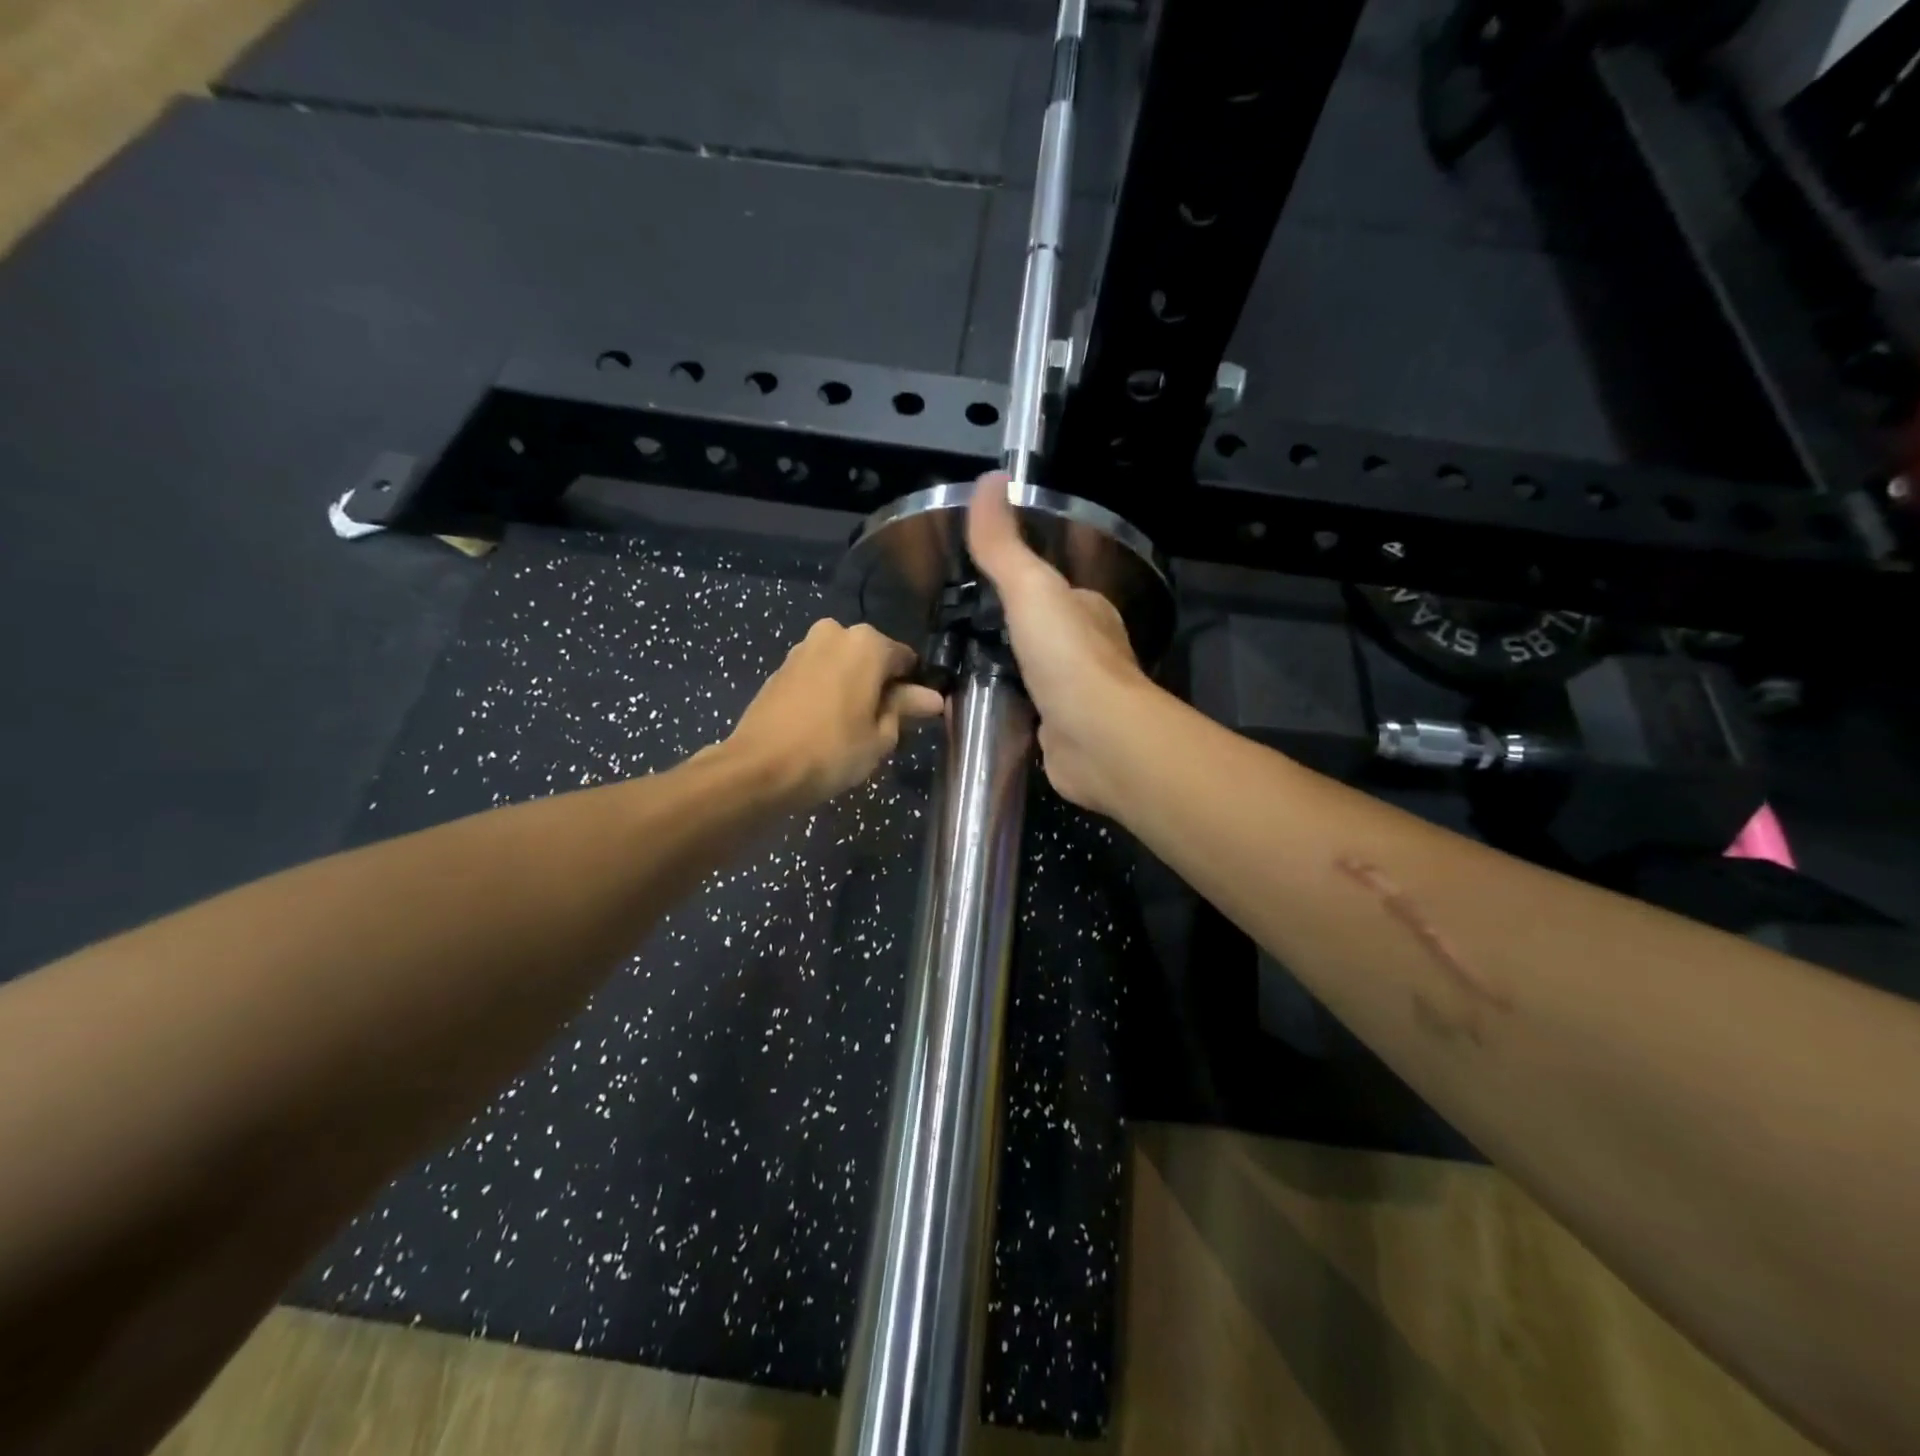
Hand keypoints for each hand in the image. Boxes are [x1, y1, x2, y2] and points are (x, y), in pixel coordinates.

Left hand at [724, 619, 943, 806]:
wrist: (759, 768)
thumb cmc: (832, 751)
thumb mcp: (881, 736)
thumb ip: (906, 708)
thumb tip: (933, 697)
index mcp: (867, 644)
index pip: (906, 660)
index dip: (913, 688)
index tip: (913, 716)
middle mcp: (835, 633)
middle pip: (872, 659)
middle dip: (880, 685)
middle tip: (881, 726)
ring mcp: (803, 648)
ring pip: (843, 665)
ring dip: (853, 687)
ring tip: (852, 728)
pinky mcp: (781, 668)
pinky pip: (818, 675)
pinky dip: (827, 691)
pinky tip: (825, 723)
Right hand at [966, 472, 1159, 813]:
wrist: (1098, 738)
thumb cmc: (1066, 656)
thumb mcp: (1029, 588)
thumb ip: (1004, 545)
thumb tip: (990, 477)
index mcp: (1088, 610)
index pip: (1052, 590)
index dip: (1019, 587)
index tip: (977, 591)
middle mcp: (1089, 651)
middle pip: (1043, 634)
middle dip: (1009, 635)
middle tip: (960, 634)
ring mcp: (1078, 697)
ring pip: (1036, 676)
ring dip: (1009, 674)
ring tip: (961, 671)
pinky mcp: (1063, 735)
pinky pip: (1030, 715)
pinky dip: (1010, 711)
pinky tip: (982, 712)